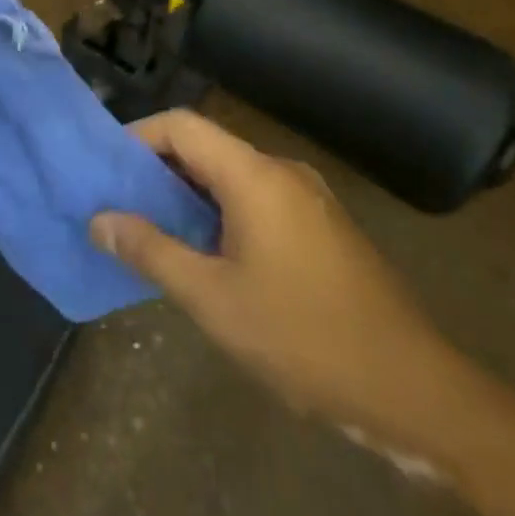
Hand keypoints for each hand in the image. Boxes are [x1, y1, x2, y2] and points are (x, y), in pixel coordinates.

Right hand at [91, 110, 468, 454]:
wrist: (414, 391)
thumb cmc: (303, 337)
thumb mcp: (213, 300)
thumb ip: (151, 251)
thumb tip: (99, 219)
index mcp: (255, 175)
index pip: (182, 125)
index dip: (138, 136)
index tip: (106, 168)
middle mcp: (282, 171)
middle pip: (207, 147)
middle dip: (160, 169)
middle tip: (122, 204)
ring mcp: (309, 197)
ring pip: (233, 175)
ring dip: (191, 194)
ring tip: (157, 231)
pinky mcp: (324, 226)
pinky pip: (259, 199)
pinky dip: (223, 212)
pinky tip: (212, 255)